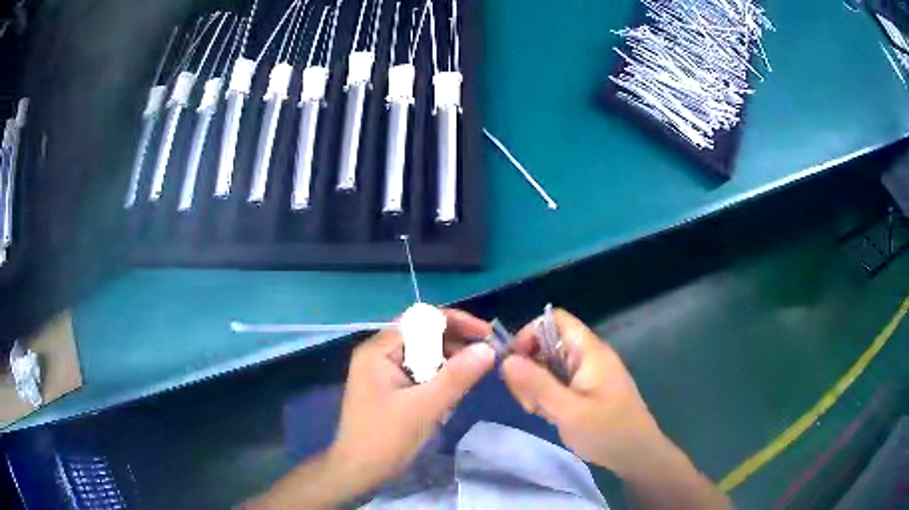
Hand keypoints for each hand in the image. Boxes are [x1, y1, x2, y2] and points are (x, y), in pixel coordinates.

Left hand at [327, 309, 494, 498]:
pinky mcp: (388, 387)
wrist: (357, 471)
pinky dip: (437, 380)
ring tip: (469, 381)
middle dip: (455, 344)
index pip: (422, 319)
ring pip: (423, 355)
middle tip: (485, 359)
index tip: (486, 336)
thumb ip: (457, 376)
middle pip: (423, 335)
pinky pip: (418, 373)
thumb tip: (489, 349)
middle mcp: (379, 353)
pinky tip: (448, 399)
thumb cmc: (386, 438)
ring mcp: (382, 371)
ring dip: (448, 364)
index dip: (457, 322)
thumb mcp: (425, 407)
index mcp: (379, 349)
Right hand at [501, 308, 728, 508]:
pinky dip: (547, 395)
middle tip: (528, 400)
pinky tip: (549, 415)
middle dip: (530, 368)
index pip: (554, 320)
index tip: (514, 365)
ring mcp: (588, 373)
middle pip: (548, 344)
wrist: (637, 454)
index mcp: (589, 351)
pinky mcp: (587, 388)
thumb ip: (537, 384)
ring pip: (550, 365)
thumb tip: (506, 359)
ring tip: (539, 411)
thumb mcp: (568, 411)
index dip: (529, 334)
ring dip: (537, 385)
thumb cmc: (607, 431)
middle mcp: (589, 356)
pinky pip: (559, 381)